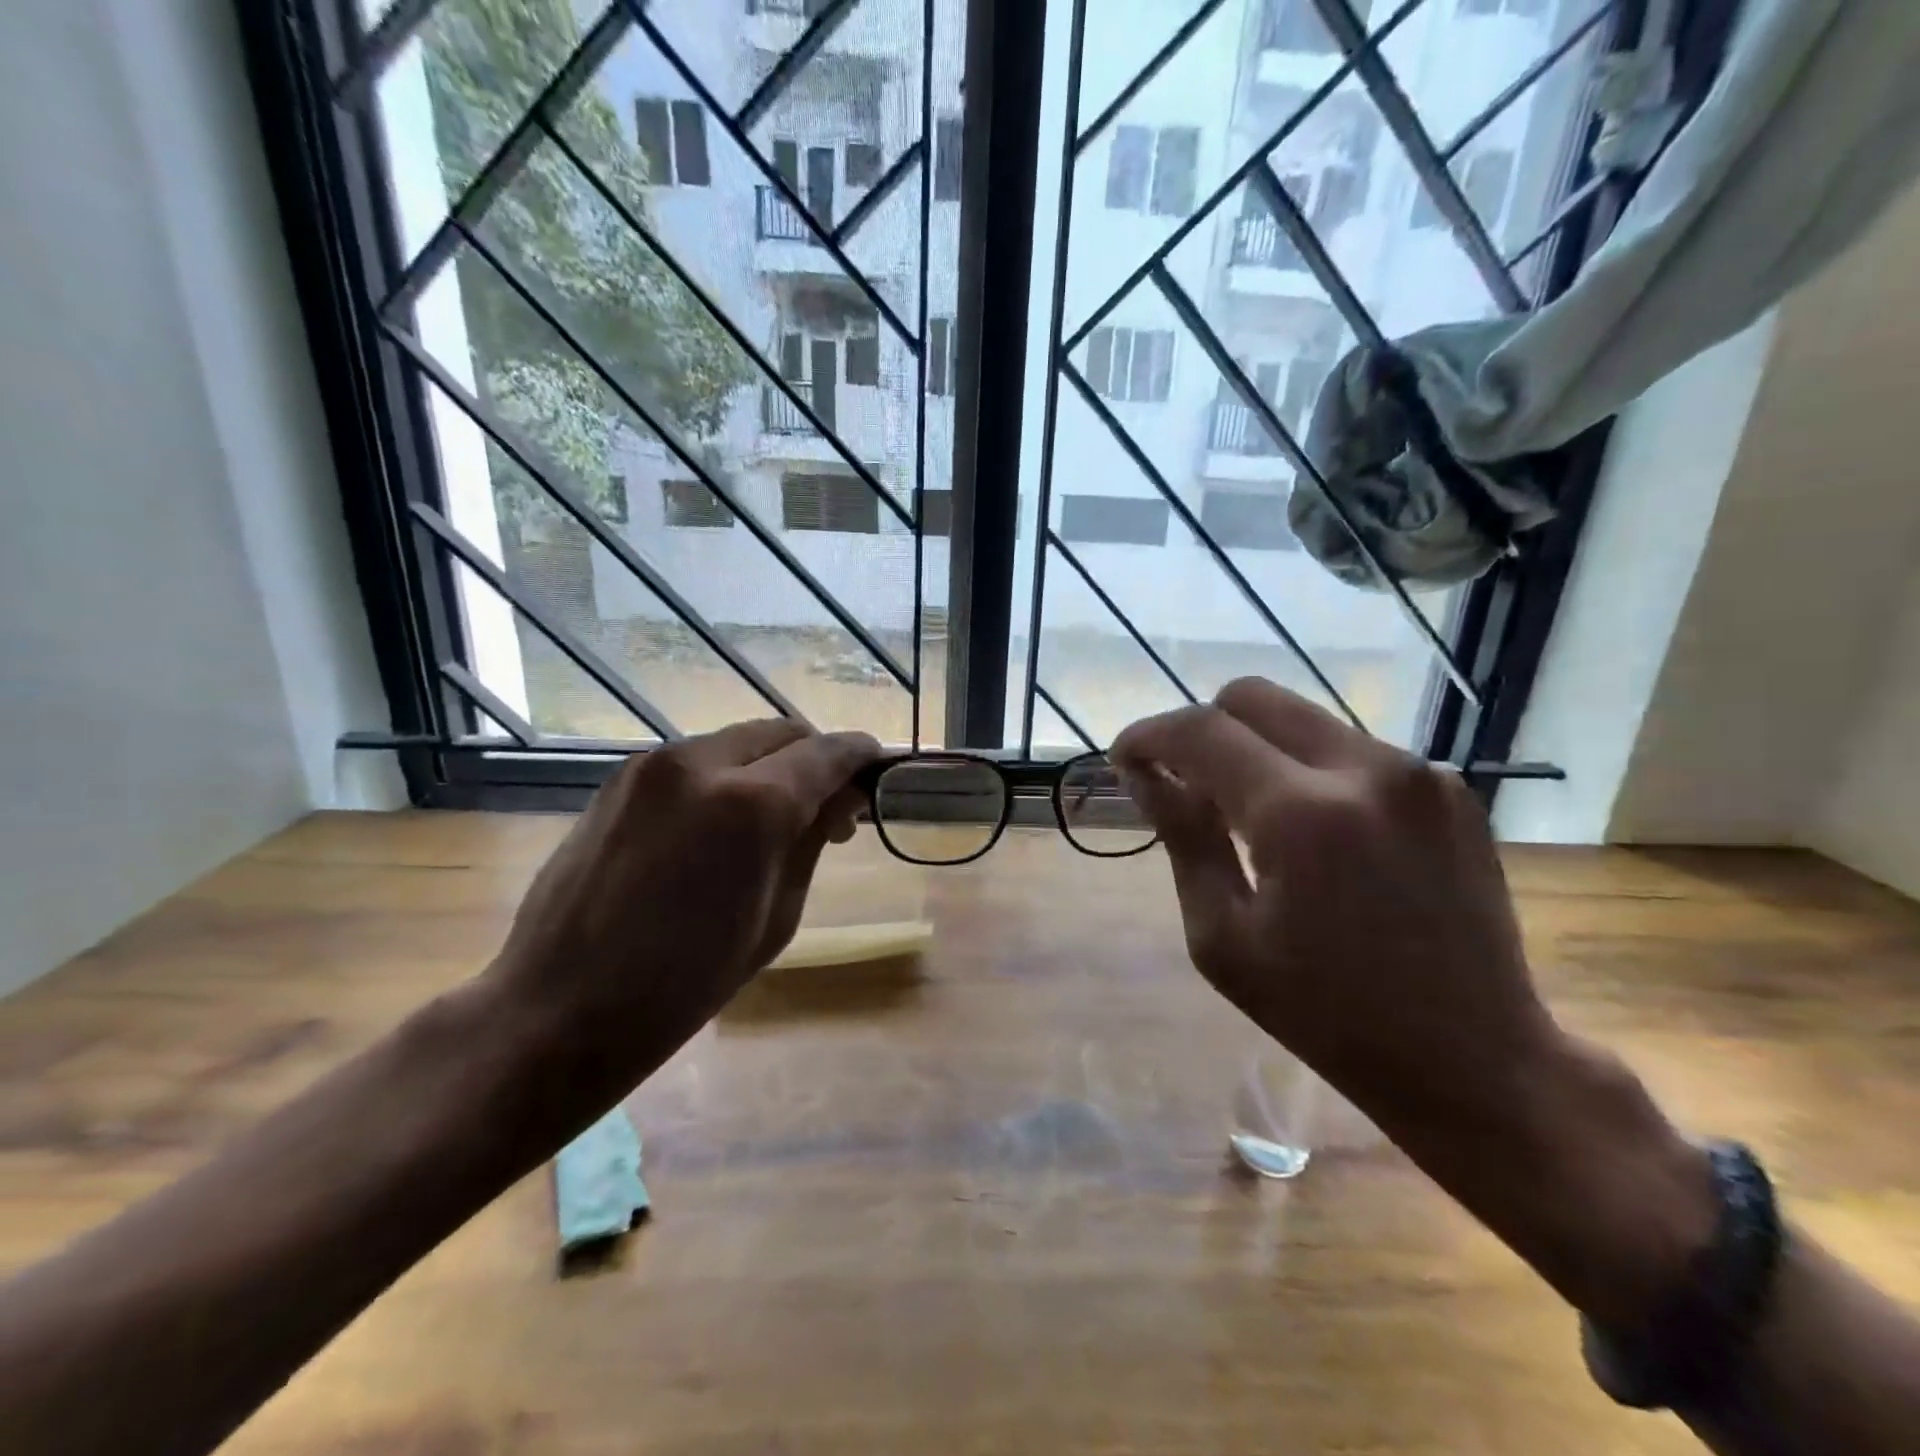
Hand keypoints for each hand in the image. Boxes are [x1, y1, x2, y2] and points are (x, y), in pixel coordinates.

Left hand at [487, 719, 879, 1090]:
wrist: (563, 1007)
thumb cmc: (687, 982)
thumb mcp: (777, 916)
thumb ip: (811, 842)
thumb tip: (839, 800)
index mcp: (751, 804)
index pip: (826, 753)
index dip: (860, 755)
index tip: (877, 768)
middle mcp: (702, 763)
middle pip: (783, 733)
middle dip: (815, 758)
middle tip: (828, 807)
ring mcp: (653, 765)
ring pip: (738, 742)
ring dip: (770, 766)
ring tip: (774, 818)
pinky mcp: (621, 779)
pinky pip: (697, 760)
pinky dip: (727, 776)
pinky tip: (721, 823)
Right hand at [1112, 677, 1554, 1132]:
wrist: (1476, 1060)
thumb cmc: (1326, 1015)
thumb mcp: (1223, 937)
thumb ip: (1183, 837)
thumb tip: (1143, 773)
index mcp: (1302, 816)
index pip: (1201, 732)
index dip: (1148, 736)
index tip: (1124, 759)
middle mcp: (1366, 770)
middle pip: (1253, 697)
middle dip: (1200, 727)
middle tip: (1181, 778)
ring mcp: (1419, 773)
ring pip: (1302, 718)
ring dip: (1255, 748)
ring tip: (1245, 810)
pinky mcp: (1449, 789)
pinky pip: (1350, 749)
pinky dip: (1308, 769)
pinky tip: (1311, 829)